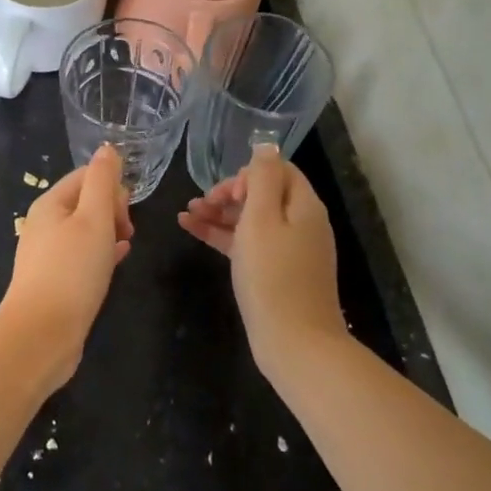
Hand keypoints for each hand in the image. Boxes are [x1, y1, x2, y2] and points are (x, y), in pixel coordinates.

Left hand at [0, 145, 133, 385]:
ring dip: (109, 232)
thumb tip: (108, 149)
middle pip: (85, 201)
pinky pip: (82, 256)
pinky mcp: (53, 280)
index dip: (112, 187)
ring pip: (85, 230)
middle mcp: (43, 224)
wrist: (41, 334)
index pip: (86, 176)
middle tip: (127, 233)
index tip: (127, 213)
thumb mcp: (94, 219)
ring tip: (126, 247)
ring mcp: (46, 254)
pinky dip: (101, 253)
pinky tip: (118, 261)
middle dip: (112, 210)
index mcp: (49, 203)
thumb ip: (102, 182)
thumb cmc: (72, 271)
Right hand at [179, 144, 346, 369]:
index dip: (247, 174)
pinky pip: (248, 243)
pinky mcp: (277, 273)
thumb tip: (266, 145)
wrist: (295, 344)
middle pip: (264, 194)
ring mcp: (290, 250)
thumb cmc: (273, 276)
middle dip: (229, 193)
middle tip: (201, 204)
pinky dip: (223, 235)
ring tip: (186, 214)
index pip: (278, 170)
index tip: (224, 193)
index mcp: (304, 206)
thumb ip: (262, 179)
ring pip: (252, 220)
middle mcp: (301, 223)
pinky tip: (192, 230)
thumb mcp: (262, 219)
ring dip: (220, 213)